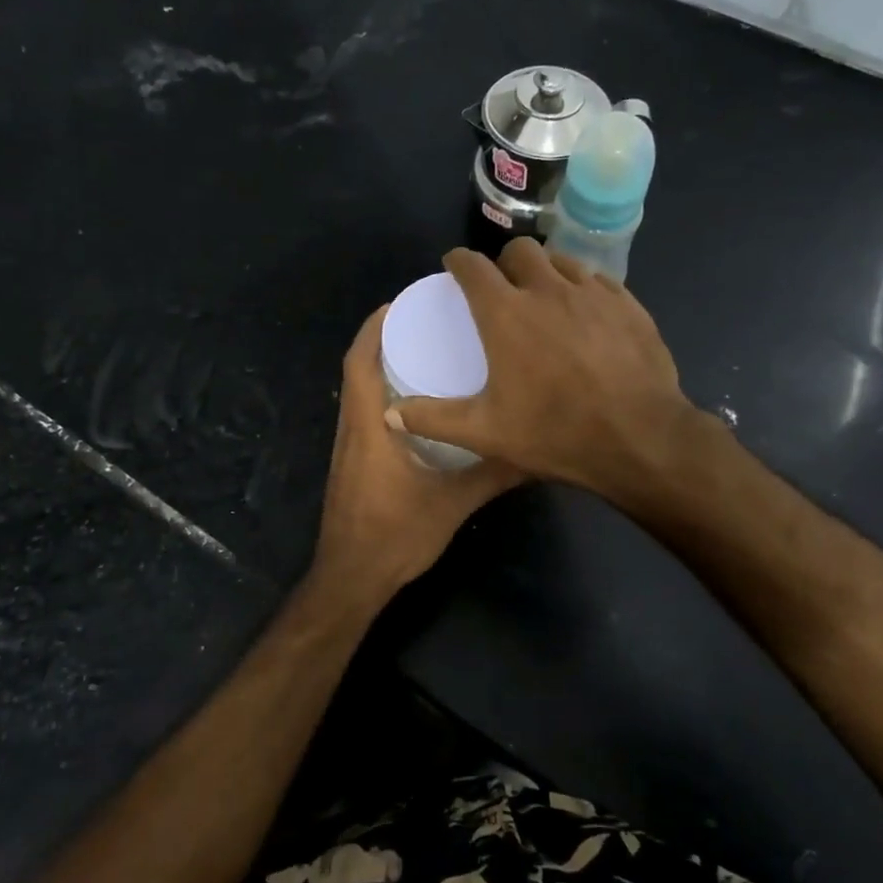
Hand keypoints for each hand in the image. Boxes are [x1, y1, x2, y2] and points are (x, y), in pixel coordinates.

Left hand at [310, 305, 524, 603]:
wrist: (351, 579)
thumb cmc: (395, 536)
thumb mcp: (452, 503)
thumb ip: (492, 474)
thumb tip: (534, 449)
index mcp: (369, 427)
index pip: (359, 363)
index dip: (374, 328)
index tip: (400, 303)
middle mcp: (352, 429)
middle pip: (357, 370)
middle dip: (383, 340)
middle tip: (424, 322)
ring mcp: (348, 448)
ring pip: (359, 393)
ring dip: (382, 367)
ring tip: (424, 352)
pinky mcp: (352, 464)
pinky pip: (364, 414)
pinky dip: (383, 395)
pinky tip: (418, 404)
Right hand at [388, 241, 704, 499]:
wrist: (639, 438)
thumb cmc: (554, 432)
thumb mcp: (485, 432)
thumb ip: (434, 419)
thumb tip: (391, 415)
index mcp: (506, 314)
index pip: (473, 267)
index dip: (459, 262)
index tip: (454, 267)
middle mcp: (548, 290)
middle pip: (521, 249)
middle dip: (505, 261)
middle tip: (504, 288)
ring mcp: (593, 294)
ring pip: (562, 261)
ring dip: (546, 272)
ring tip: (545, 299)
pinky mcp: (629, 305)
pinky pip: (599, 281)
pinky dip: (583, 289)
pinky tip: (586, 315)